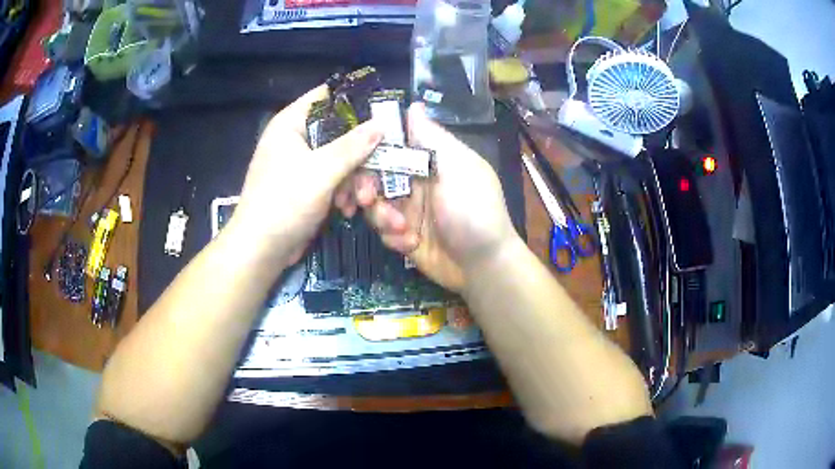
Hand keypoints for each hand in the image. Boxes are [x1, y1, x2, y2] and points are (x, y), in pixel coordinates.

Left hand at [231, 85, 382, 265]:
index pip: (327, 96)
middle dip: (360, 155)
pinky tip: (349, 209)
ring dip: (354, 179)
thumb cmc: (285, 202)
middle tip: (377, 173)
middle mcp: (295, 138)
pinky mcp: (305, 186)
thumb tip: (382, 124)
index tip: (383, 115)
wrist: (261, 250)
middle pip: (339, 132)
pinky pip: (332, 179)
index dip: (356, 102)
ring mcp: (300, 163)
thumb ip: (353, 146)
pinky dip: (343, 192)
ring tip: (362, 200)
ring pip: (339, 159)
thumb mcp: (322, 171)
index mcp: (291, 123)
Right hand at [347, 104, 517, 291]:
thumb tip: (414, 105)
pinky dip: (392, 236)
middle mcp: (417, 182)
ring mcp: (410, 210)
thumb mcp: (458, 168)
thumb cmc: (474, 211)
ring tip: (402, 229)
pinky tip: (411, 244)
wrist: (484, 266)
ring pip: (375, 204)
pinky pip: (384, 230)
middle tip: (366, 200)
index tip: (357, 160)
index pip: (392, 145)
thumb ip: (433, 138)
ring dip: (382, 216)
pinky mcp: (405, 236)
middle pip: (376, 176)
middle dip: (368, 188)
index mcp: (431, 160)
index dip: (371, 151)